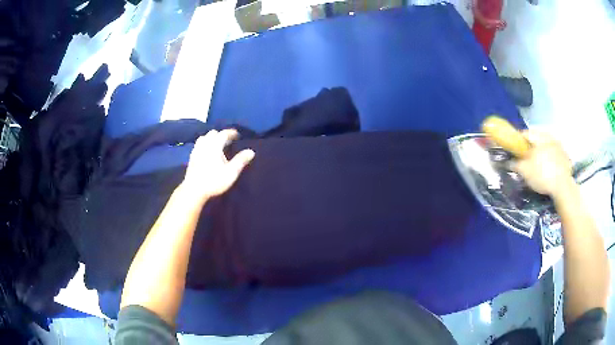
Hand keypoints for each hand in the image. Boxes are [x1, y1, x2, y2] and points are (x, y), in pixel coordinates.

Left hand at [182, 129, 254, 201]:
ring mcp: (196, 151)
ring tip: (216, 144)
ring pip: (203, 138)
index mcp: (215, 146)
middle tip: (228, 140)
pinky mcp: (191, 158)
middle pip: (212, 133)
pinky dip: (204, 144)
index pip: (223, 134)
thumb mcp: (231, 172)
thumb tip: (251, 151)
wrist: (194, 190)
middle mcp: (205, 145)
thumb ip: (241, 160)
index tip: (237, 135)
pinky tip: (206, 151)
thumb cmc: (214, 181)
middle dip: (221, 134)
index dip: (231, 133)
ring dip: (211, 138)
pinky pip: (198, 145)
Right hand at [512, 130, 572, 196]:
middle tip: (525, 160)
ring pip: (545, 146)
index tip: (513, 151)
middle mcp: (549, 136)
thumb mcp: (525, 171)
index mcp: (539, 136)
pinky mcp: (565, 156)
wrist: (563, 187)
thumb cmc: (542, 175)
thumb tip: (506, 161)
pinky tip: (547, 170)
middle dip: (530, 148)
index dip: (517, 141)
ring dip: (540, 153)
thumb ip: (515, 164)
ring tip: (536, 166)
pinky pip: (553, 154)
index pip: (524, 134)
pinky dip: (549, 159)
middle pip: (536, 139)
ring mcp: (559, 146)